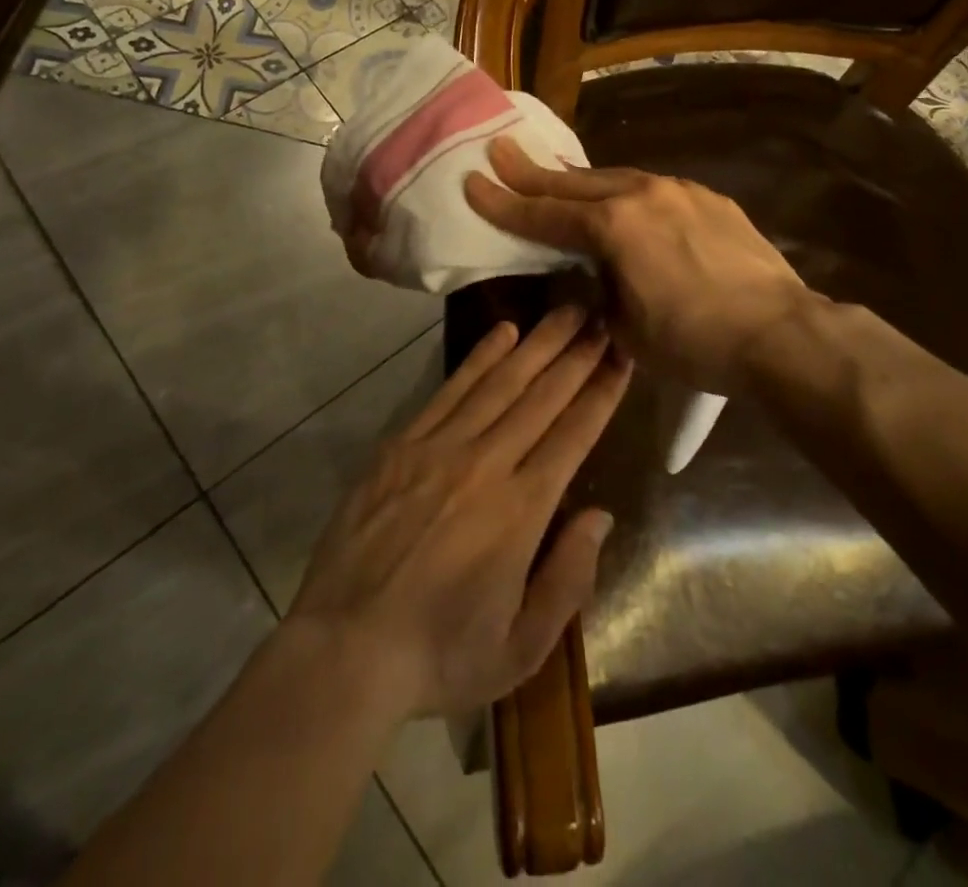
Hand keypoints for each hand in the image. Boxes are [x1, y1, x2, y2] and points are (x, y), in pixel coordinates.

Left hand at [287, 308, 630, 718]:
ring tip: (566, 310)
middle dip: (578, 354)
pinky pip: (450, 389)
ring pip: (500, 382)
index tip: (623, 355)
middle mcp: (486, 464)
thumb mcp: (520, 648)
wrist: (343, 649)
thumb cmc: (439, 656)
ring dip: (538, 343)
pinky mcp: (402, 444)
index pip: (574, 435)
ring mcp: (440, 447)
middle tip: (603, 315)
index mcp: (521, 511)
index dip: (602, 392)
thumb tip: (598, 516)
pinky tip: (503, 333)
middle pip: (542, 396)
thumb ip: (567, 579)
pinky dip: (480, 357)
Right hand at [464, 137, 807, 395]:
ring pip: (615, 179)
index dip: (504, 204)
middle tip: (499, 150)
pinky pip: (654, 190)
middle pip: (573, 184)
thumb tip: (597, 276)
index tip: (473, 182)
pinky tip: (628, 203)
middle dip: (531, 172)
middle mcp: (641, 195)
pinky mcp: (709, 200)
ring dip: (581, 181)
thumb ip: (600, 292)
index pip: (543, 216)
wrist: (779, 333)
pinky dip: (628, 194)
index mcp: (612, 227)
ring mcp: (679, 191)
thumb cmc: (694, 341)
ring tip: (556, 176)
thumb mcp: (627, 329)